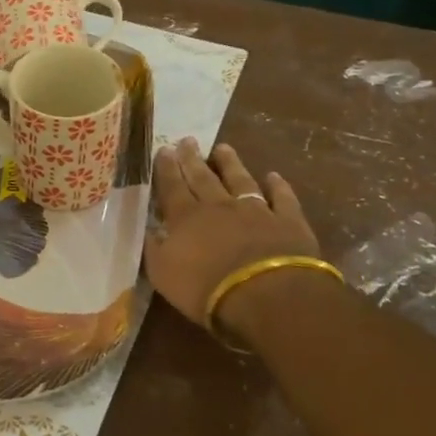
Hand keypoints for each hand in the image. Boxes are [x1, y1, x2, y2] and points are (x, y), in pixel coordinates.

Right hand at [144, 139, 319, 328]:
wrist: (266, 295)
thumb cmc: (206, 289)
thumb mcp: (163, 275)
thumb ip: (154, 249)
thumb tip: (147, 229)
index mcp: (186, 218)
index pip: (172, 188)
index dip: (166, 169)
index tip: (163, 149)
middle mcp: (219, 206)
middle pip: (203, 178)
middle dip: (192, 159)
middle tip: (187, 140)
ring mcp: (255, 210)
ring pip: (240, 180)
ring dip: (230, 164)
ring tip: (223, 148)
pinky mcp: (287, 221)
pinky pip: (282, 198)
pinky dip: (278, 186)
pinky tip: (274, 176)